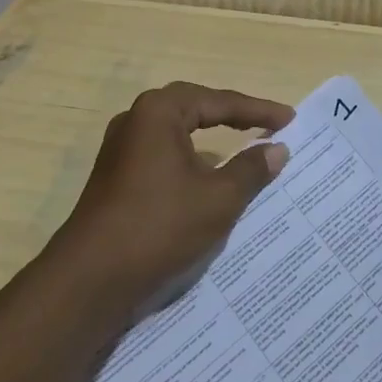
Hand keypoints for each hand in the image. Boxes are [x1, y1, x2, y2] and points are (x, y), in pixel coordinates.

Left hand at [53, 82, 292, 308]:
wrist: (91, 279)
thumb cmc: (159, 226)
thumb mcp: (218, 199)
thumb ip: (251, 169)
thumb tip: (277, 149)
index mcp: (159, 112)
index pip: (219, 102)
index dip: (258, 111)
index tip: (290, 120)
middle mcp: (136, 120)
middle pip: (195, 109)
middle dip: (232, 117)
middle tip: (268, 126)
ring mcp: (121, 149)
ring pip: (177, 134)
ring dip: (211, 140)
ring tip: (244, 148)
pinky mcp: (116, 177)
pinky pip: (163, 156)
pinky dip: (191, 161)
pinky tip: (208, 180)